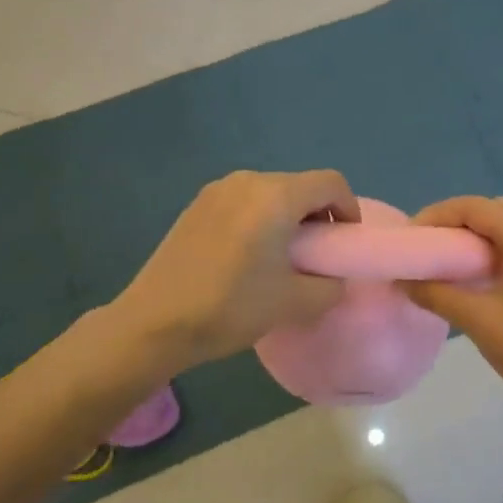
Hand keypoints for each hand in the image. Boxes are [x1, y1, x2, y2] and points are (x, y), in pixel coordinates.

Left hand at [114, 170, 360, 370]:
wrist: (154, 321)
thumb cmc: (230, 307)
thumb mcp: (293, 303)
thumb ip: (329, 287)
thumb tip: (334, 278)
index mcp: (276, 196)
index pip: (330, 183)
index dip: (348, 209)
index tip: (344, 243)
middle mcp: (248, 180)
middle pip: (300, 185)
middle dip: (318, 215)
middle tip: (316, 255)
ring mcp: (217, 190)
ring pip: (270, 193)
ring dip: (287, 217)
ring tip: (281, 257)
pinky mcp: (197, 205)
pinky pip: (243, 201)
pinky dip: (259, 218)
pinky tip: (247, 256)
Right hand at [403, 196, 502, 420]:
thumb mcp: (479, 320)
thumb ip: (436, 294)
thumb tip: (402, 280)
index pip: (474, 207)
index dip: (437, 215)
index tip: (410, 238)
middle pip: (490, 211)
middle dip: (452, 223)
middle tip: (424, 249)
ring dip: (471, 237)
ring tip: (442, 263)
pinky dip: (489, 252)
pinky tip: (471, 279)